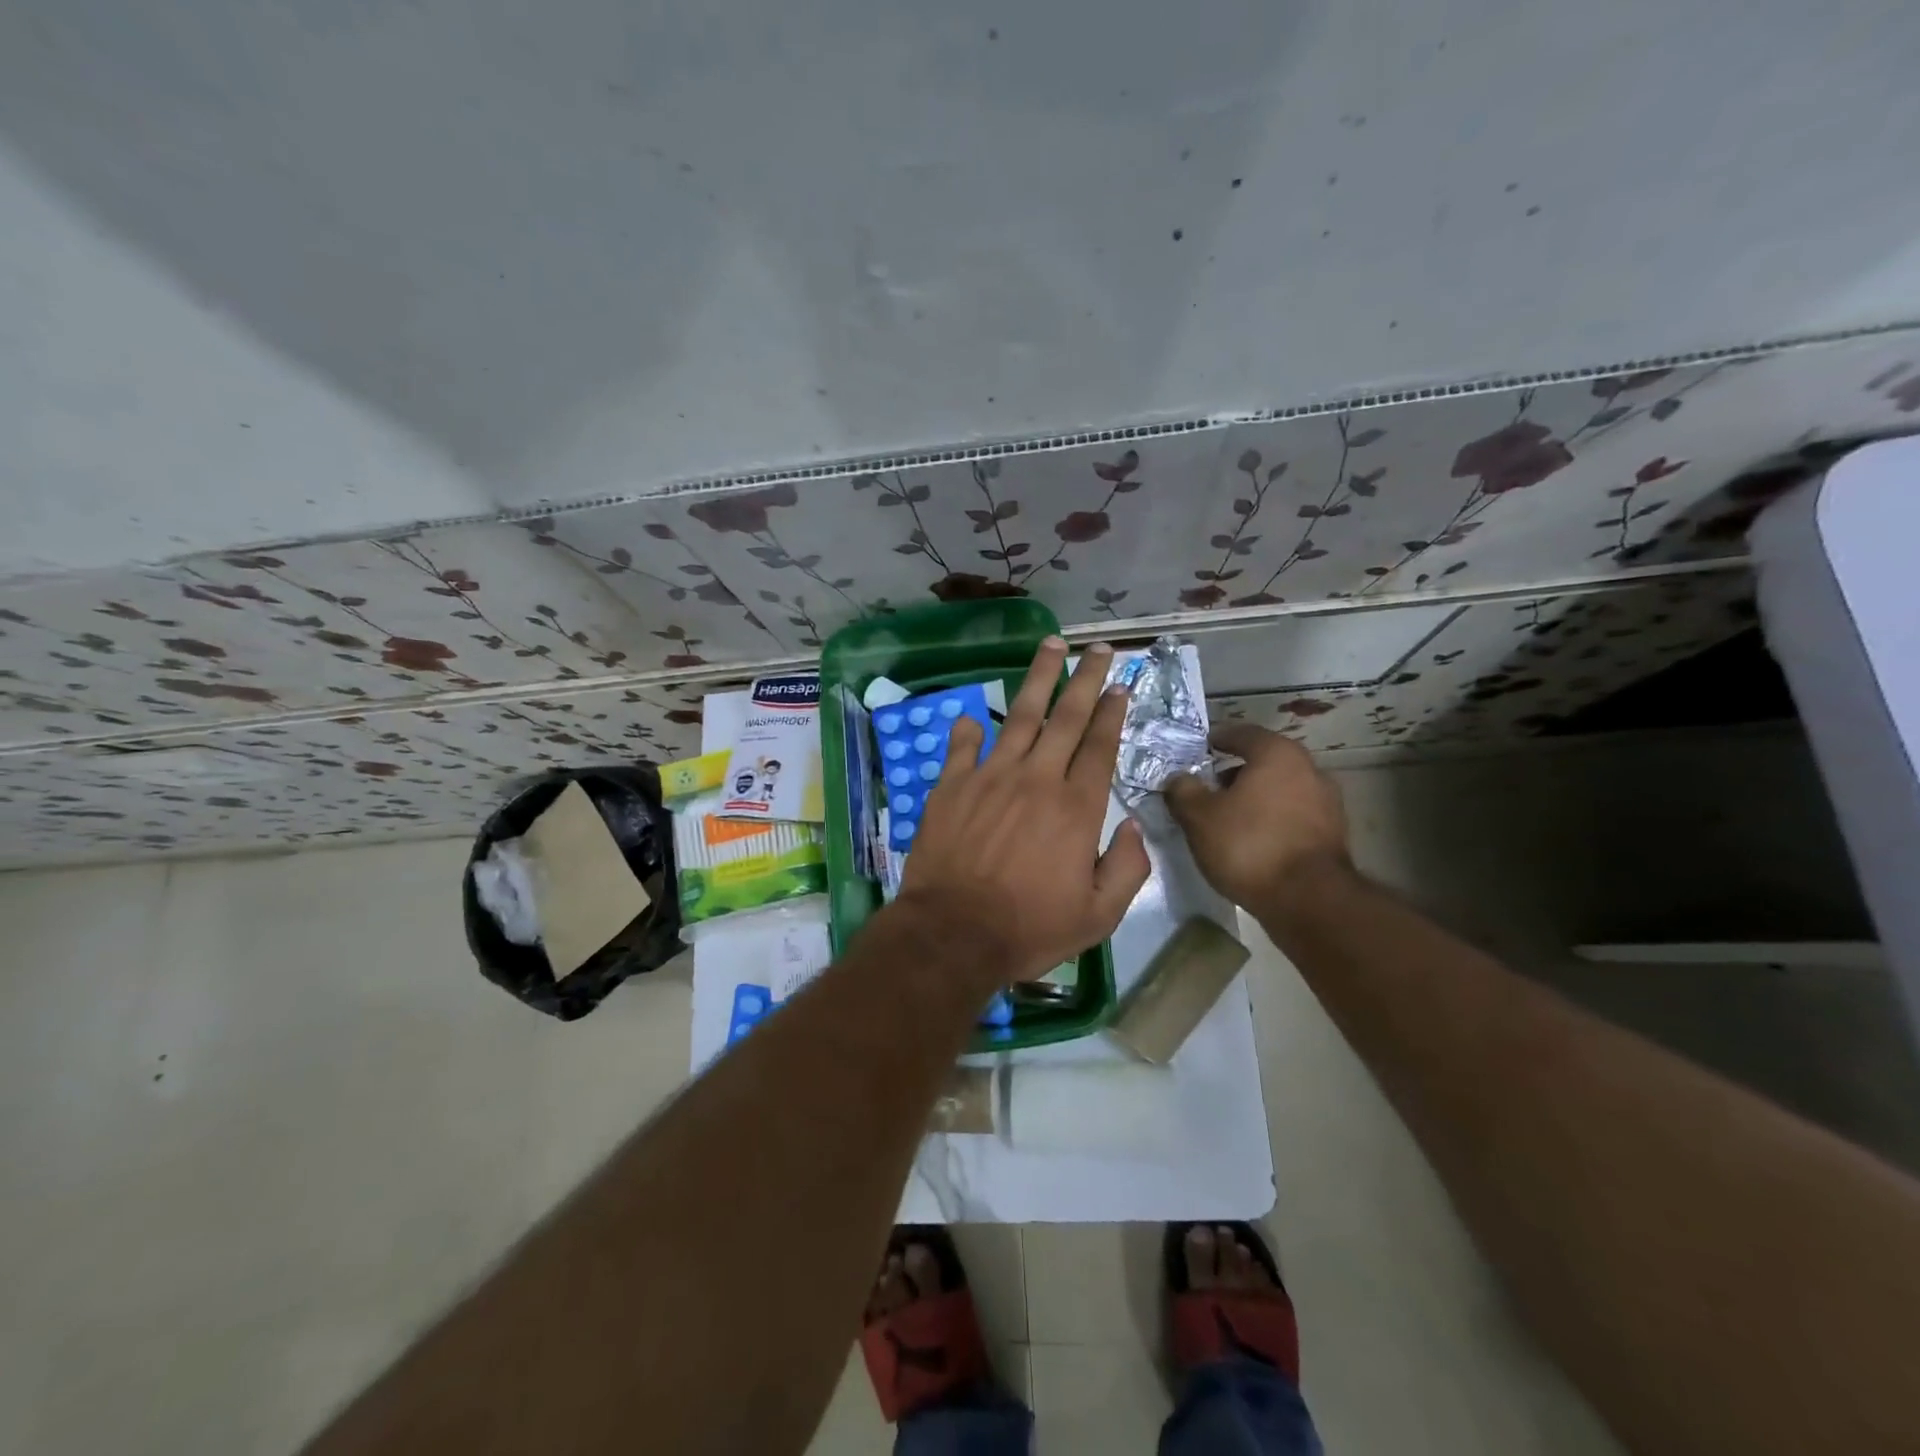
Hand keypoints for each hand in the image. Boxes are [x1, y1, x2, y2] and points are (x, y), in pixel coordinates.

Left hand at [895, 638, 1151, 984]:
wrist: (954, 933)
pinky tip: (976, 715)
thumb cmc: (1029, 928)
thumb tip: (1134, 827)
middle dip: (1085, 679)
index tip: (1120, 686)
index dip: (1111, 713)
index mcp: (1076, 808)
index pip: (1099, 747)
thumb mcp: (1098, 915)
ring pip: (1020, 716)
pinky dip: (971, 729)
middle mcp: (1037, 780)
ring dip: (1038, 679)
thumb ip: (1126, 868)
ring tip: (1051, 646)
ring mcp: (991, 777)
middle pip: (1067, 718)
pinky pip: (963, 747)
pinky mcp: (952, 786)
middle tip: (1098, 648)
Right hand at [1163, 723, 1349, 913]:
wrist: (1309, 900)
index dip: (1216, 739)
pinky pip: (1292, 815)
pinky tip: (1252, 840)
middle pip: (1263, 762)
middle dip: (1234, 773)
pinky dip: (1271, 819)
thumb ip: (1183, 791)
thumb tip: (1178, 779)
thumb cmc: (1249, 845)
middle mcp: (1308, 768)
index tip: (1198, 750)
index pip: (1241, 733)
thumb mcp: (1199, 817)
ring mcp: (1327, 802)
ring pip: (1280, 789)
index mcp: (1277, 753)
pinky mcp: (1332, 834)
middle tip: (1207, 788)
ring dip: (1254, 798)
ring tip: (1227, 818)